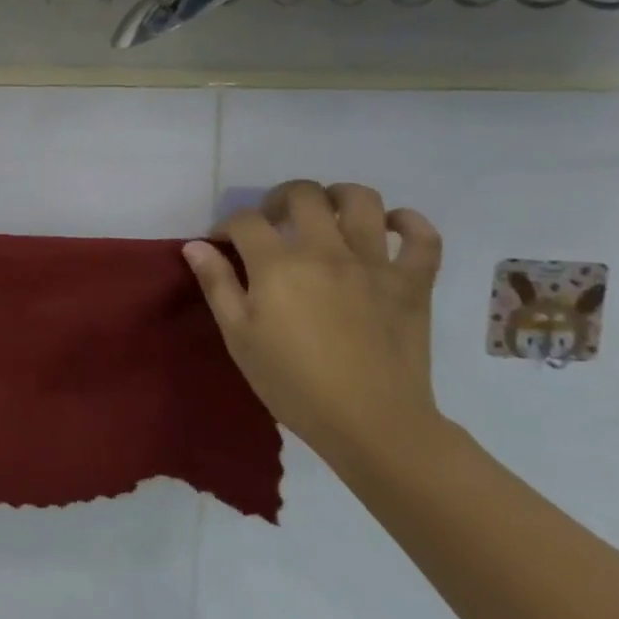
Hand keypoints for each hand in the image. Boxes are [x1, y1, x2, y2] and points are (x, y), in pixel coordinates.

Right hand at [182, 180, 444, 464]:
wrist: (371, 424)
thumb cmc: (293, 384)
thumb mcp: (239, 337)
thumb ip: (217, 285)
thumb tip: (196, 245)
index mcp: (278, 266)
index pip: (246, 221)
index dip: (228, 225)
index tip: (224, 243)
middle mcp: (325, 252)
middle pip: (303, 195)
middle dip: (280, 199)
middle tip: (274, 221)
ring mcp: (373, 264)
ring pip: (361, 201)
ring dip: (339, 197)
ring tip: (328, 214)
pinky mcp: (412, 283)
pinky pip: (422, 238)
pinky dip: (409, 223)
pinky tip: (390, 227)